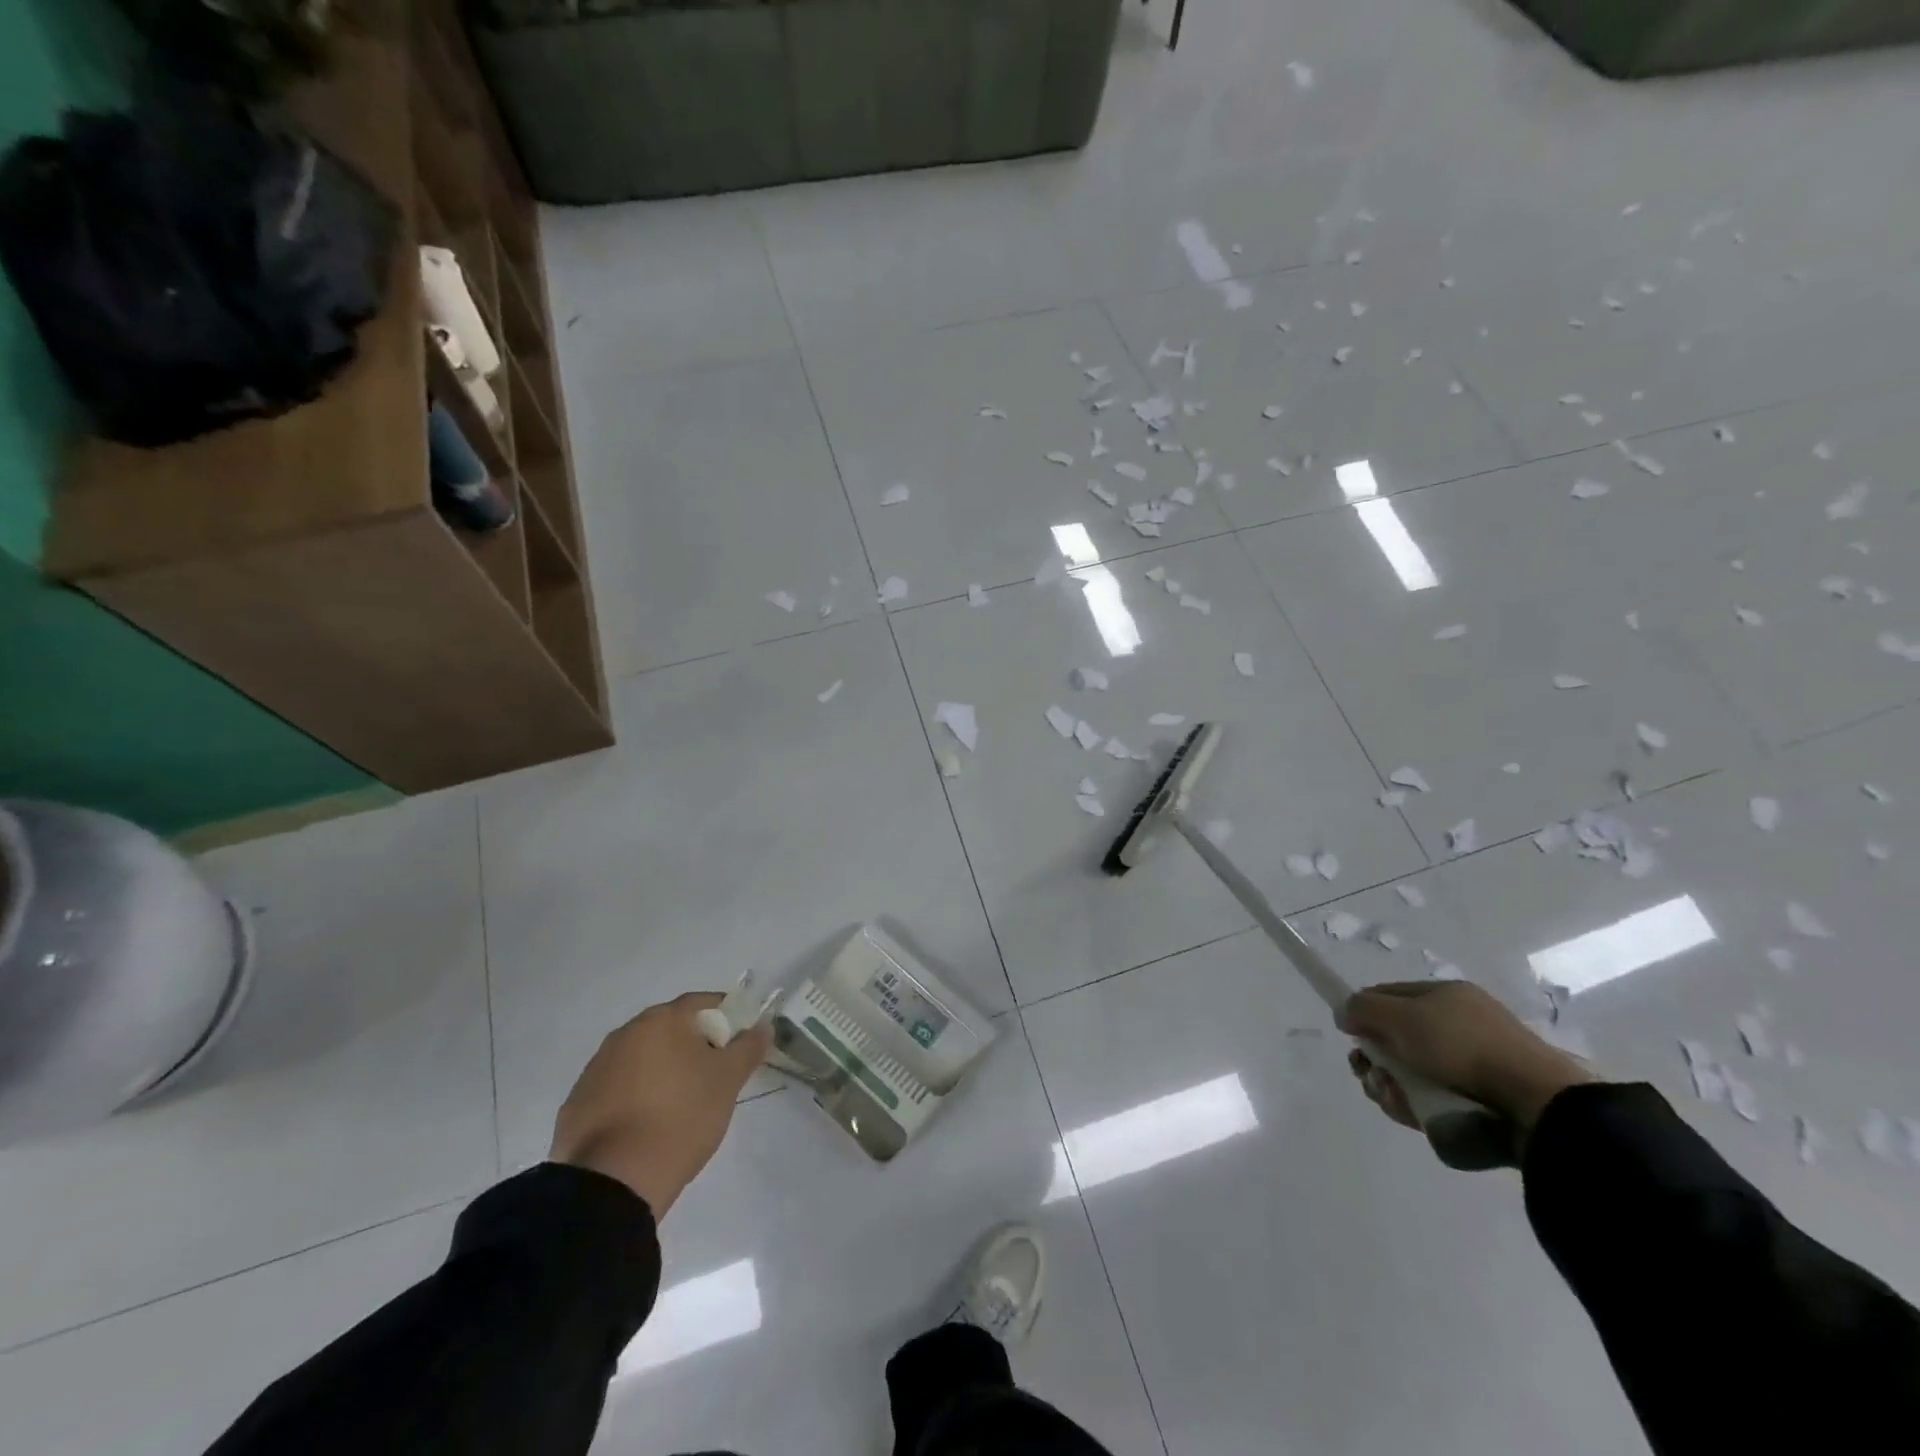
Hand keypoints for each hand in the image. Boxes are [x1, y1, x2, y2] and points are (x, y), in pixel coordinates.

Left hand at [549, 992, 771, 1218]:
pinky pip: (617, 1088)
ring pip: (641, 1058)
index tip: (738, 1045)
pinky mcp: (577, 1103)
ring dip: (661, 1071)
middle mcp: (625, 1034)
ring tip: (679, 1107)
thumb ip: (749, 1047)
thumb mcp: (728, 1081)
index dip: (726, 1019)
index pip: (702, 1003)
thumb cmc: (681, 1117)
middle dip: (693, 1046)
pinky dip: (634, 1097)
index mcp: (661, 1020)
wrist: (614, 1182)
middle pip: (669, 1029)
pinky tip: (646, 1126)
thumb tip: (763, 1026)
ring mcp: (596, 1068)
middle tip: (713, 1077)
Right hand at [1336, 981, 1594, 1136]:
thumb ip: (1363, 1009)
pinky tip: (1414, 1114)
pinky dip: (1418, 1105)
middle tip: (1371, 1076)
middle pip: (1397, 1038)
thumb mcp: (1401, 1017)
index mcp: (1444, 995)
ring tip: (1394, 1100)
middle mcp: (1459, 1023)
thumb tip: (1344, 1012)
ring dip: (1392, 1085)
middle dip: (1375, 1059)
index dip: (1363, 1013)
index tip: (1352, 1037)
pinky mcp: (1484, 1099)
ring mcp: (1474, 1063)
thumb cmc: (1462, 1047)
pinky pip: (1436, 1098)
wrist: (1535, 1103)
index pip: (1388, 995)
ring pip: (1413, 1072)